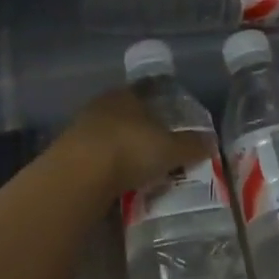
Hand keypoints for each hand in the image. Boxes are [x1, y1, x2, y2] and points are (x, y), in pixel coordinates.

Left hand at [54, 89, 213, 196]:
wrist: (79, 174)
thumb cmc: (129, 149)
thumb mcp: (170, 149)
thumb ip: (191, 145)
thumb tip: (211, 141)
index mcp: (126, 94)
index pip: (146, 94)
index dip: (160, 108)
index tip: (171, 125)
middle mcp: (102, 105)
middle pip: (126, 116)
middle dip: (140, 132)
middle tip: (158, 152)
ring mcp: (81, 128)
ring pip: (108, 137)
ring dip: (120, 151)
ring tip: (138, 172)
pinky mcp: (67, 154)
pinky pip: (94, 159)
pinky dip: (105, 170)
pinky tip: (115, 185)